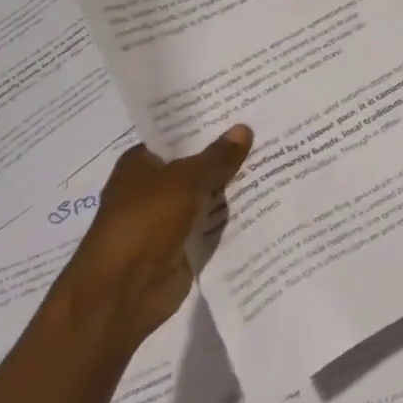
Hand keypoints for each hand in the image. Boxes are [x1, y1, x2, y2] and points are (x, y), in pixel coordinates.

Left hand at [63, 124, 251, 339]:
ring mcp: (169, 218)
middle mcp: (154, 187)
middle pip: (197, 165)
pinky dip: (235, 217)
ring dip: (235, 187)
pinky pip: (214, 224)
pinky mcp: (184, 245)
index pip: (179, 135)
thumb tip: (243, 128)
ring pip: (209, 195)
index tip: (245, 110)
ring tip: (278, 161)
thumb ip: (217, 157)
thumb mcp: (185, 181)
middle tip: (271, 132)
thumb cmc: (144, 223)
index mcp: (142, 163)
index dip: (209, 124)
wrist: (123, 292)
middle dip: (229, 154)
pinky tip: (267, 201)